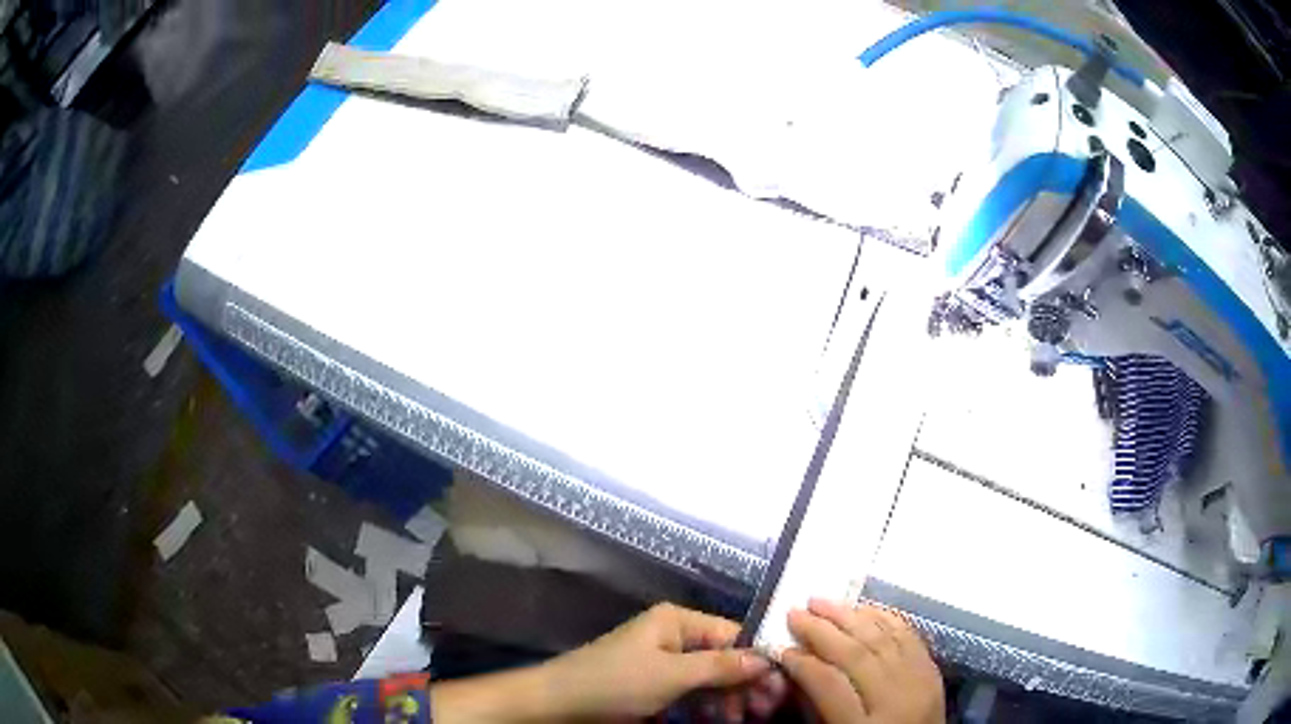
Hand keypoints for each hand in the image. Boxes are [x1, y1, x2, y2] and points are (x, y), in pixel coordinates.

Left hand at [431, 603, 784, 723]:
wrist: (559, 704)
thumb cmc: (615, 682)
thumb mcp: (671, 675)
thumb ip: (720, 666)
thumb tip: (767, 657)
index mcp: (677, 622)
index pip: (732, 634)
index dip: (758, 658)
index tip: (782, 685)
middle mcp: (674, 637)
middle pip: (724, 657)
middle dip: (746, 682)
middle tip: (766, 709)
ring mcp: (665, 662)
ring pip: (711, 677)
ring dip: (730, 697)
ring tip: (744, 719)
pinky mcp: (656, 685)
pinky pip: (692, 691)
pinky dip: (709, 705)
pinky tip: (722, 719)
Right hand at [782, 599, 943, 723]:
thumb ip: (819, 708)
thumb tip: (797, 670)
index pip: (830, 684)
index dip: (803, 663)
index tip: (781, 648)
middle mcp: (896, 699)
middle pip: (857, 655)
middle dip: (822, 630)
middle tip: (794, 612)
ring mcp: (920, 681)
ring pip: (883, 638)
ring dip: (850, 616)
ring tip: (822, 602)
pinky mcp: (933, 671)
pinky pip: (909, 636)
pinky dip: (885, 619)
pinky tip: (864, 609)